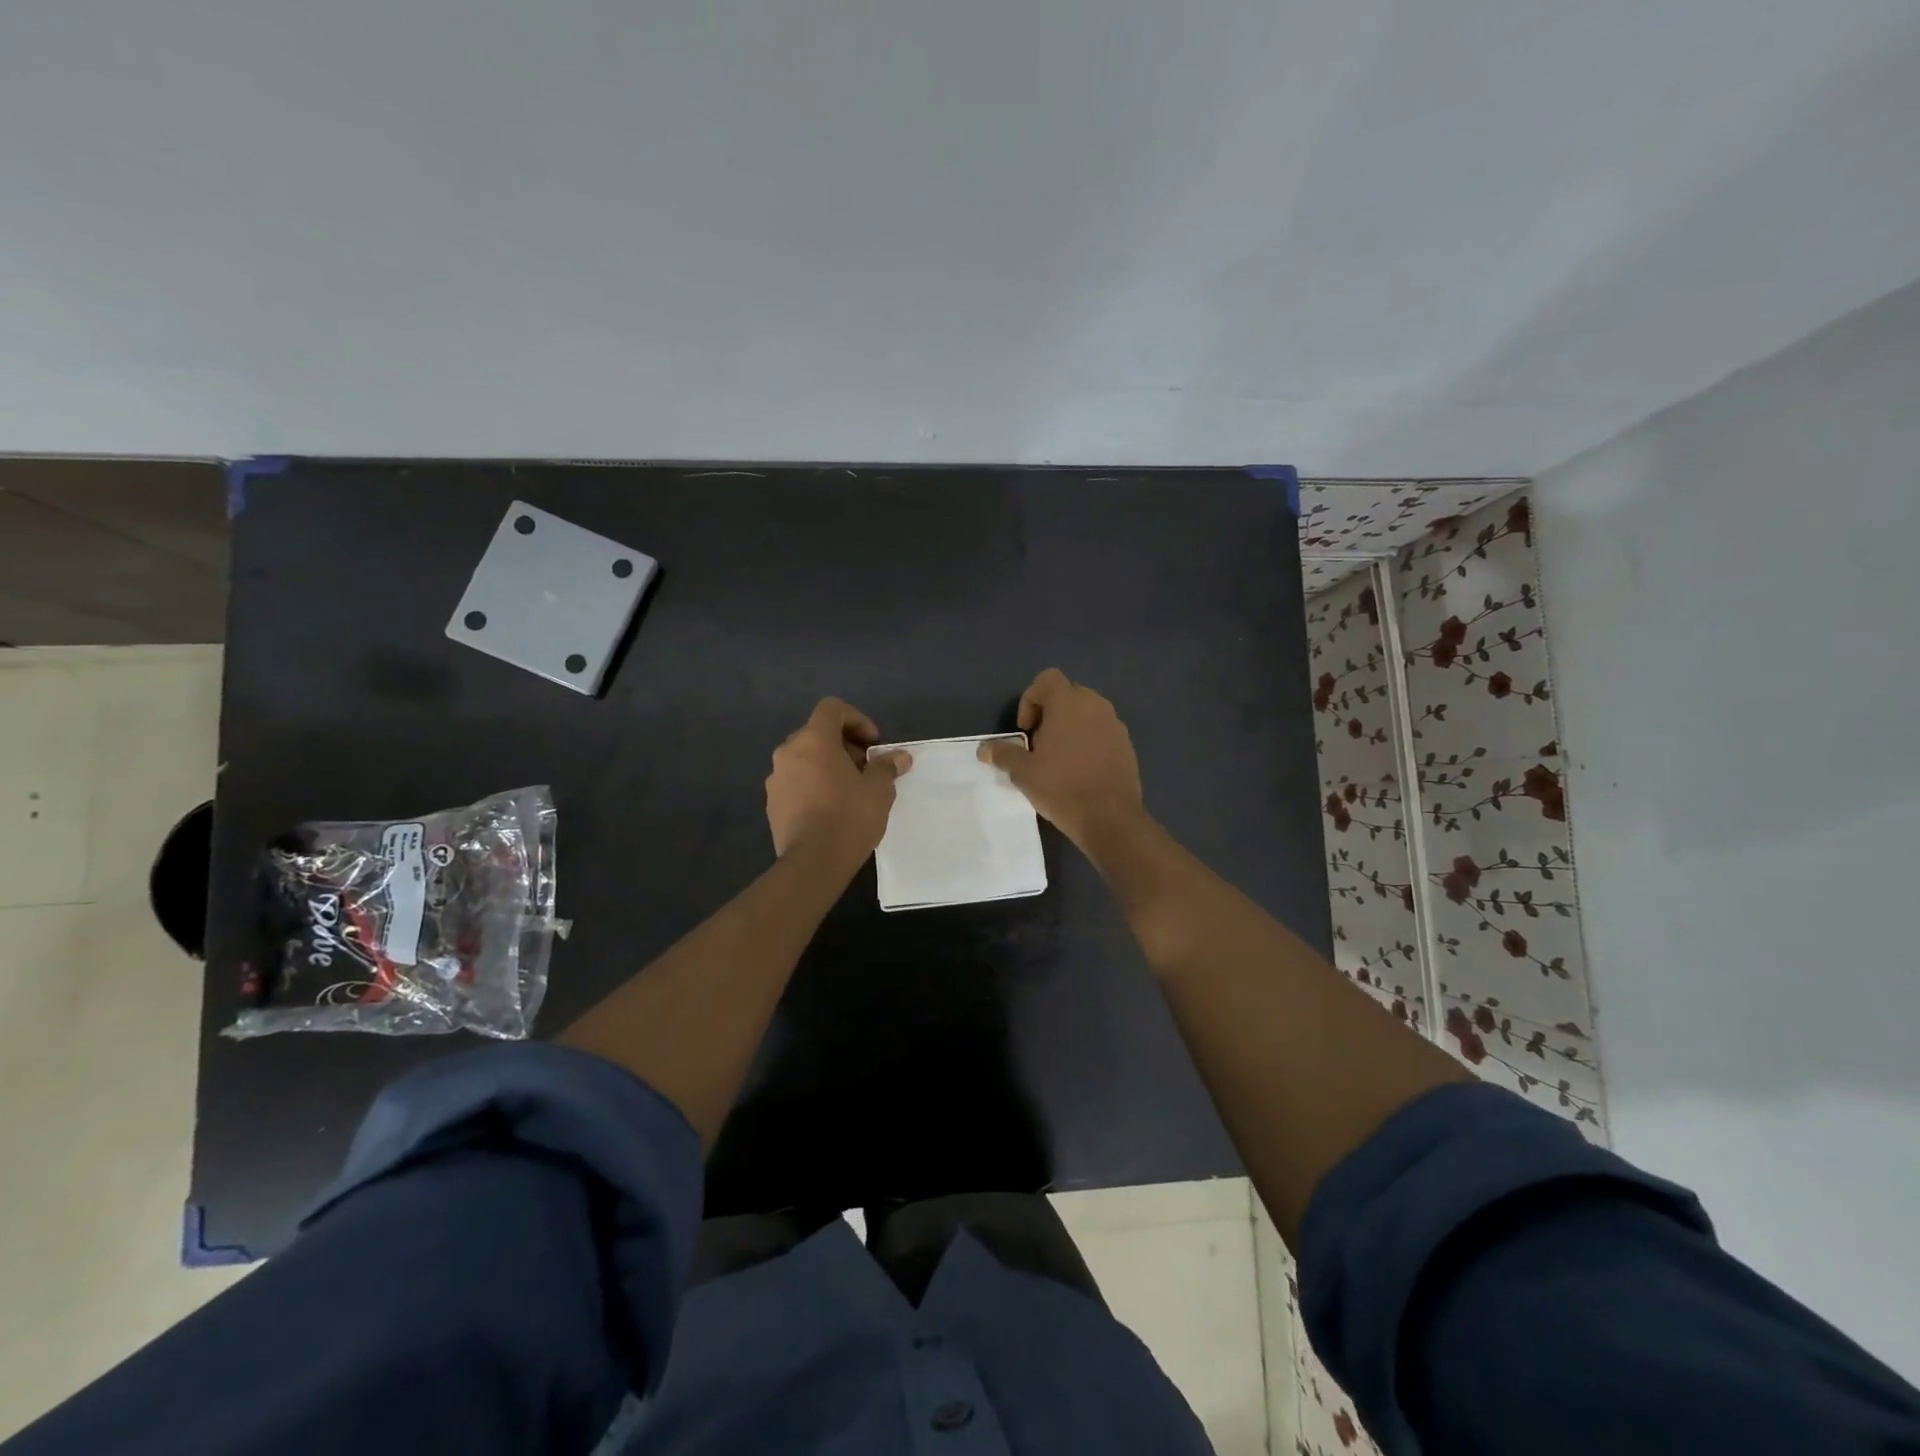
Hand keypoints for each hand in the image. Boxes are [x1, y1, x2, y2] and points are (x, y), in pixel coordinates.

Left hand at [766, 699, 911, 865]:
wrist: (812, 863)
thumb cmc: (848, 817)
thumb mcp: (878, 790)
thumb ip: (887, 767)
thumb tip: (900, 757)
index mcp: (813, 740)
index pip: (832, 709)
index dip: (857, 719)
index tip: (873, 743)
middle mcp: (788, 752)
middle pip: (817, 733)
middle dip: (844, 745)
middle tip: (865, 768)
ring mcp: (776, 779)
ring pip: (804, 759)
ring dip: (827, 765)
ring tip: (849, 790)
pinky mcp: (772, 803)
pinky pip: (796, 782)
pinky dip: (813, 784)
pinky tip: (830, 809)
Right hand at [979, 669, 1143, 847]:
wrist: (1109, 818)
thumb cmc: (1061, 787)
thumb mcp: (1023, 772)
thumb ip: (1003, 754)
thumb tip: (984, 749)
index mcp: (1068, 703)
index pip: (1047, 679)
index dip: (1030, 699)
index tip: (1026, 730)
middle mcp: (1095, 705)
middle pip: (1067, 695)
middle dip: (1050, 714)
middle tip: (1039, 744)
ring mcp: (1115, 725)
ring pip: (1087, 713)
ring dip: (1070, 727)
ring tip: (1060, 759)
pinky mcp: (1127, 745)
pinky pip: (1102, 732)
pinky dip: (1089, 741)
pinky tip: (1081, 770)